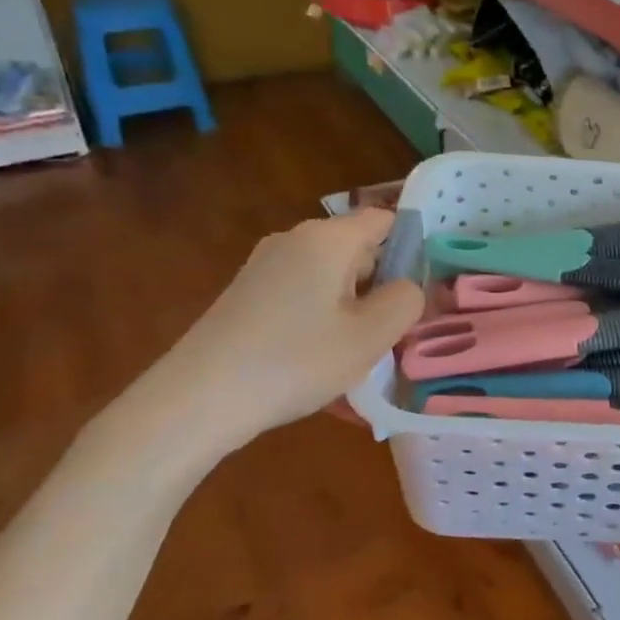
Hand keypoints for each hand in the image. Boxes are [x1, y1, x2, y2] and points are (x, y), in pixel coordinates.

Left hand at [140, 209, 423, 459]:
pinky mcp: (247, 295)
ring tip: (360, 362)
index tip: (422, 291)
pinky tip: (322, 369)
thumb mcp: (371, 335)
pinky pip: (303, 300)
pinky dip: (321, 325)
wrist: (197, 400)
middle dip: (382, 290)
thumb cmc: (296, 360)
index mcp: (329, 238)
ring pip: (332, 281)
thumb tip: (407, 287)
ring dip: (353, 314)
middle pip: (359, 253)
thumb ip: (406, 301)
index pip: (386, 220)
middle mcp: (295, 240)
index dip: (412, 248)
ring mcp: (265, 267)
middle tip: (395, 336)